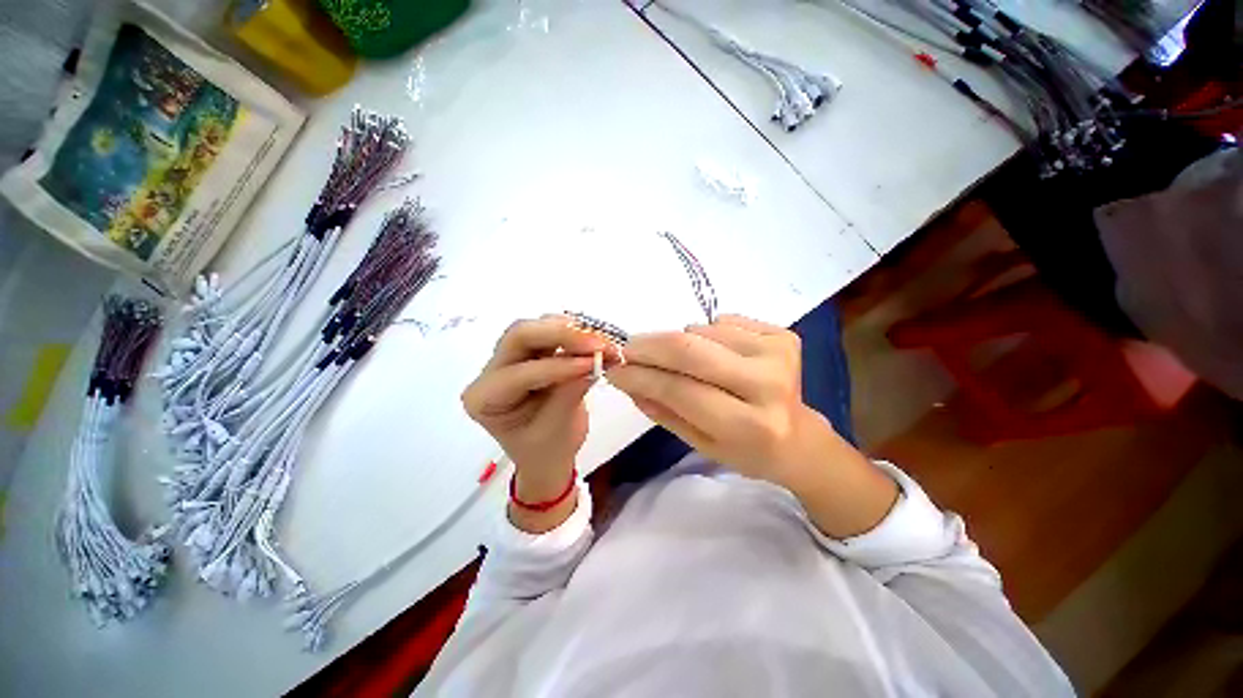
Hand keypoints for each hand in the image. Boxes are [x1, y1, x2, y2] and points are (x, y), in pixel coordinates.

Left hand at [462, 315, 616, 526]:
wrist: (548, 455)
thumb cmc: (546, 451)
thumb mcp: (556, 430)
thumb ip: (570, 392)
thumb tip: (593, 360)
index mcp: (485, 398)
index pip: (519, 372)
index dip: (557, 366)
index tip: (592, 364)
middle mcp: (492, 370)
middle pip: (520, 335)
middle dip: (561, 335)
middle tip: (597, 343)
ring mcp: (512, 357)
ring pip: (537, 328)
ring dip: (571, 331)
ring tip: (600, 342)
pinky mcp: (532, 352)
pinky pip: (551, 332)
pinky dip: (576, 334)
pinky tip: (595, 342)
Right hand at [605, 314, 826, 486]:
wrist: (799, 437)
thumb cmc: (746, 449)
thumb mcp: (700, 444)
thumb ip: (662, 410)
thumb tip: (626, 379)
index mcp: (748, 426)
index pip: (679, 390)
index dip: (640, 376)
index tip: (614, 369)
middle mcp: (768, 386)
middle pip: (690, 350)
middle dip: (649, 346)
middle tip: (627, 349)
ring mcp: (778, 354)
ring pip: (703, 331)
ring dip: (678, 342)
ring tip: (682, 361)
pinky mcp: (783, 335)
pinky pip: (723, 321)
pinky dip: (705, 333)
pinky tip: (715, 352)